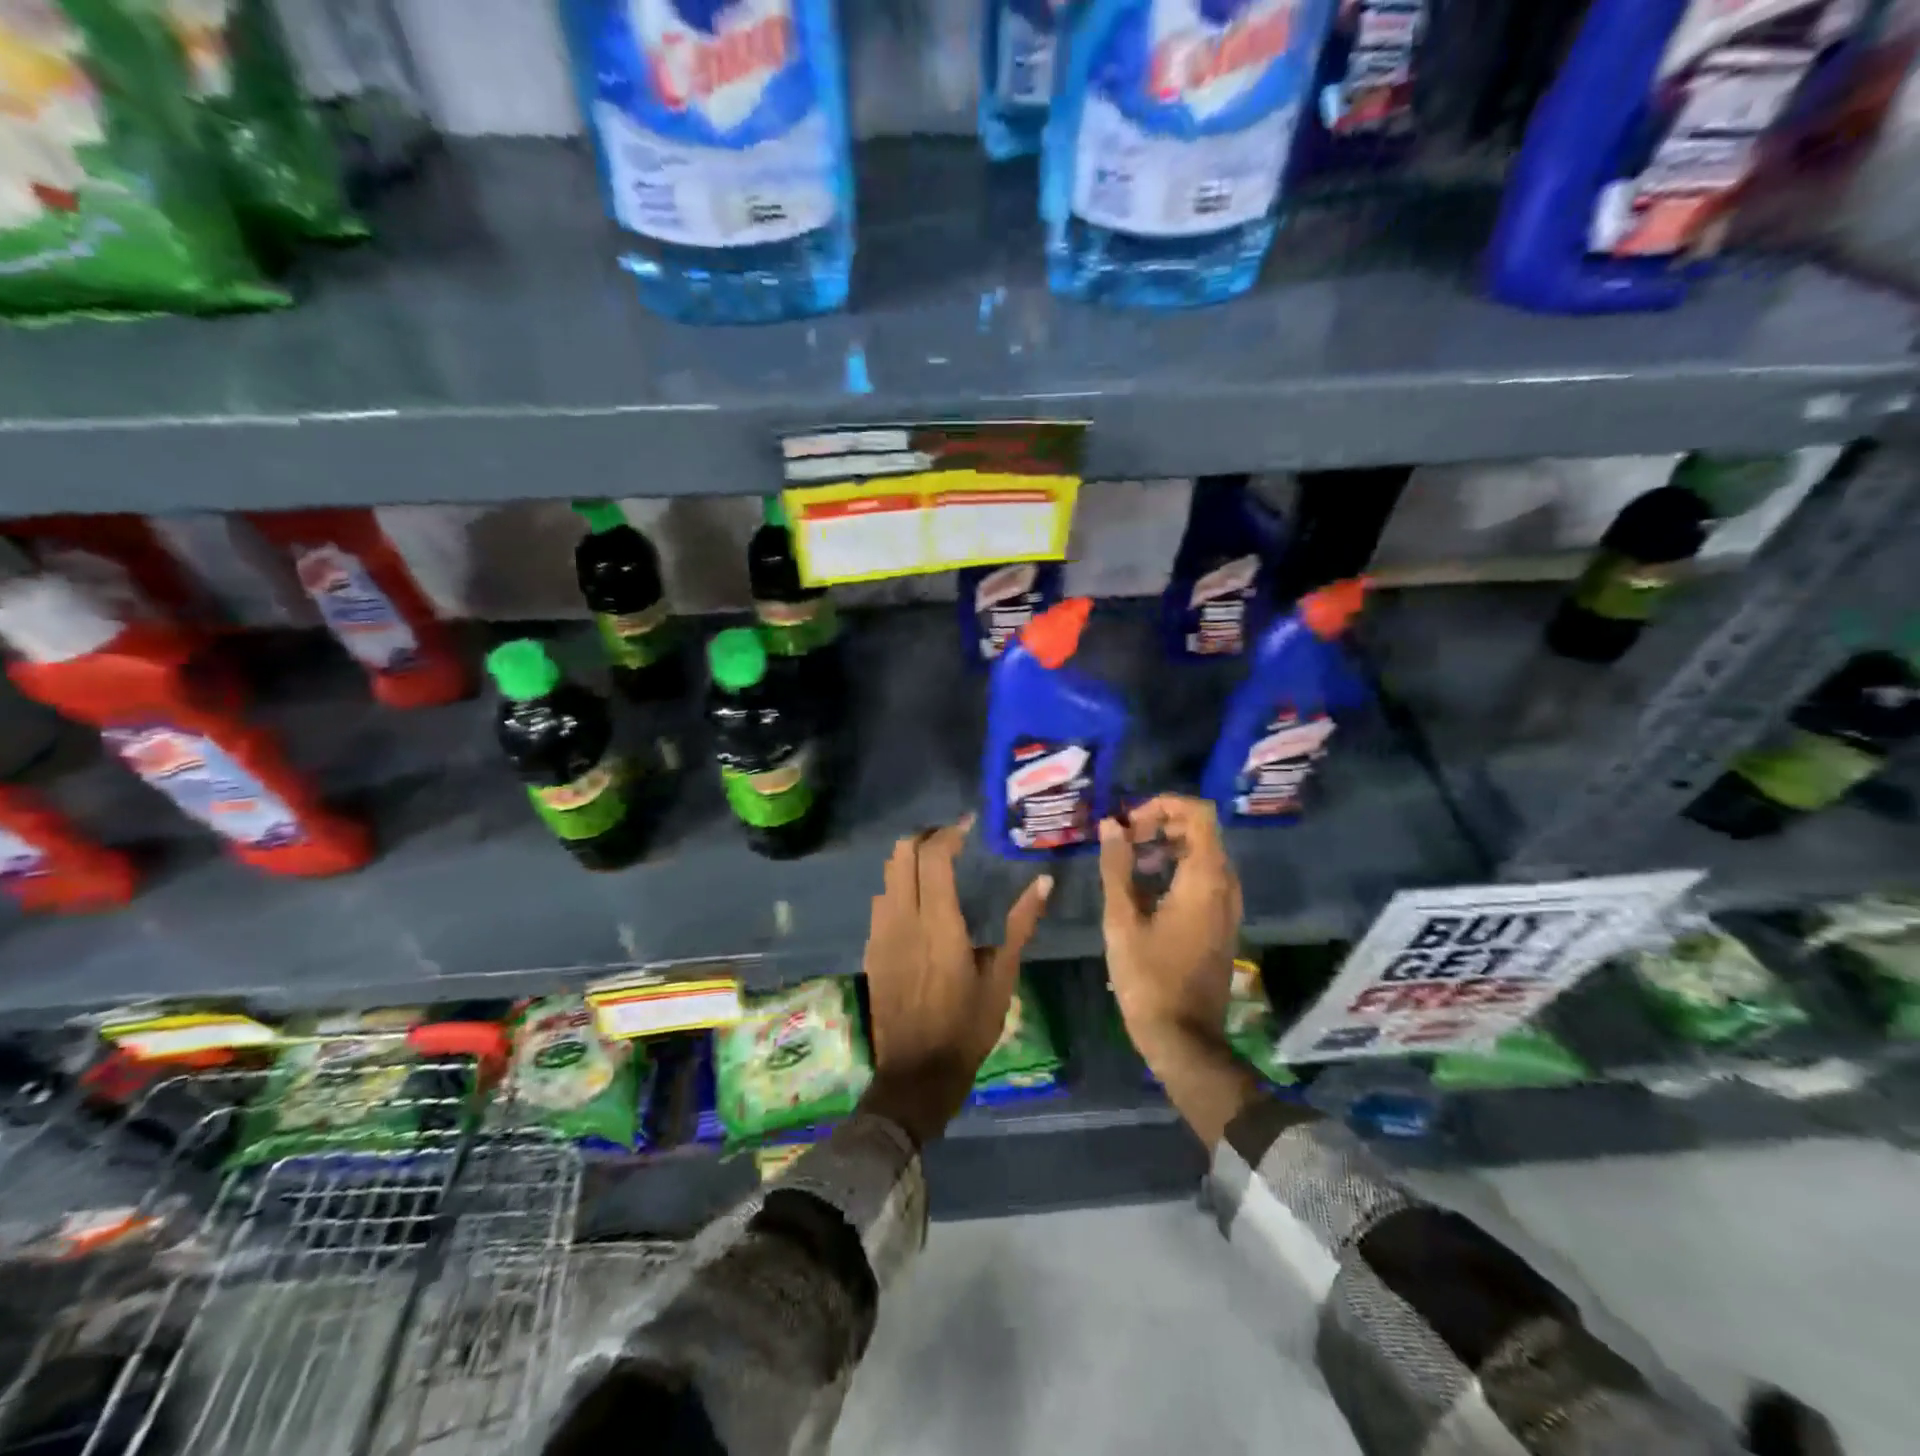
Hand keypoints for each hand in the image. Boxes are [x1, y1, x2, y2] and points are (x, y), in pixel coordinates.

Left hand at [860, 817, 1051, 1145]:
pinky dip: (899, 886)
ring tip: (938, 866)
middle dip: (925, 837)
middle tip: (953, 841)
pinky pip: (881, 901)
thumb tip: (1044, 883)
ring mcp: (881, 933)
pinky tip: (920, 903)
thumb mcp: (1002, 976)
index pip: (933, 857)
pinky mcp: (872, 949)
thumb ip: (1021, 924)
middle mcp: (903, 919)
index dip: (950, 833)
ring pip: (887, 875)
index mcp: (938, 923)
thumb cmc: (967, 1026)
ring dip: (910, 860)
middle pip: (901, 854)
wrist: (917, 1073)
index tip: (969, 826)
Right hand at [1098, 795, 1258, 1146]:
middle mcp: (1225, 886)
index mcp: (1205, 879)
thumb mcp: (1121, 919)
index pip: (1198, 814)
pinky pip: (1205, 878)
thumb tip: (1111, 824)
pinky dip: (1177, 868)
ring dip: (1167, 846)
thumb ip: (1116, 866)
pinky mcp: (1222, 923)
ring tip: (1129, 861)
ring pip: (1203, 854)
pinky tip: (1145, 888)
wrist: (1183, 1038)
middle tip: (1124, 839)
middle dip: (1161, 824)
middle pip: (1201, 830)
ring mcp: (1228, 906)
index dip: (1162, 805)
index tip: (1129, 823)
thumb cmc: (1147, 978)